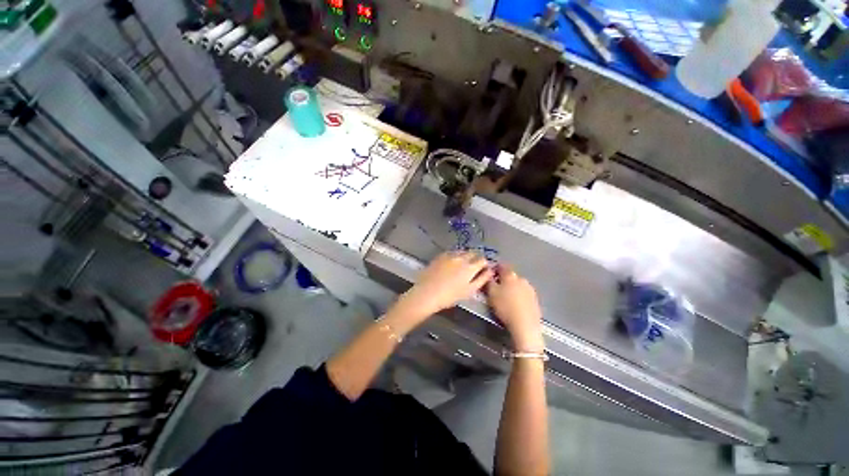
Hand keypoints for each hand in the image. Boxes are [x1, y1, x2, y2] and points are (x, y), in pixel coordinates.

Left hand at [393, 251, 493, 325]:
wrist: (427, 293)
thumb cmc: (450, 296)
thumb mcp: (469, 290)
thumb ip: (482, 279)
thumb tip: (490, 271)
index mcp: (470, 267)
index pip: (483, 260)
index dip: (484, 264)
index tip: (483, 269)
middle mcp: (461, 257)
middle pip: (473, 253)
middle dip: (475, 258)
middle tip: (472, 268)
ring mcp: (449, 255)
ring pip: (462, 252)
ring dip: (465, 256)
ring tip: (461, 265)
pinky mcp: (440, 255)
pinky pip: (451, 252)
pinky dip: (455, 256)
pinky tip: (451, 263)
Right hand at [486, 264, 543, 351]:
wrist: (525, 325)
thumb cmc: (505, 307)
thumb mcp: (491, 293)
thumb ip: (488, 281)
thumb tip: (487, 274)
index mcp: (510, 275)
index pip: (502, 266)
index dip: (495, 268)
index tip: (490, 272)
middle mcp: (521, 279)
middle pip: (511, 275)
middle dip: (504, 279)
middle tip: (497, 287)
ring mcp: (530, 289)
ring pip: (518, 284)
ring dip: (512, 287)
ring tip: (506, 296)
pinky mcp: (535, 299)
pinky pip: (524, 293)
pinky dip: (519, 296)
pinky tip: (516, 304)